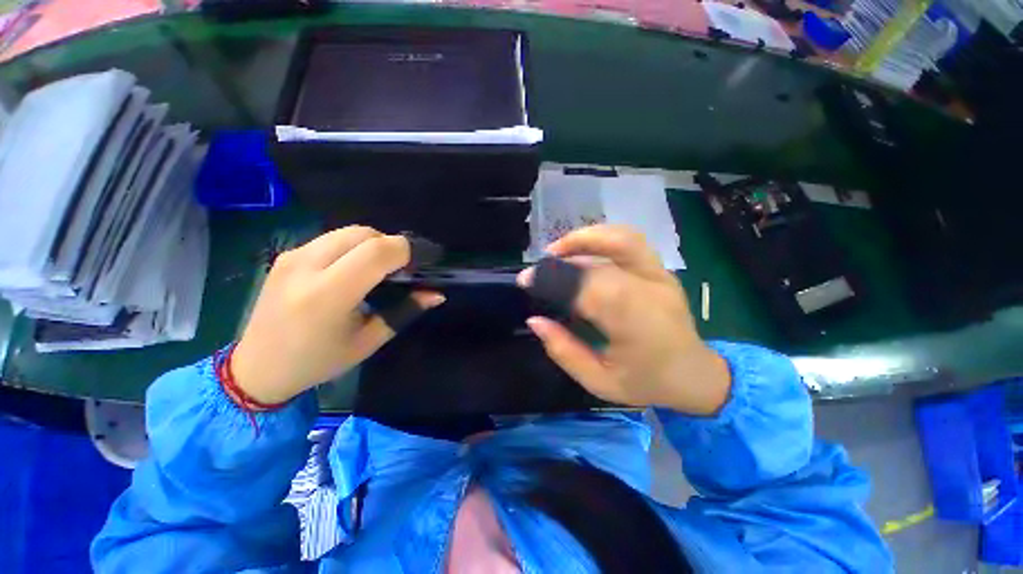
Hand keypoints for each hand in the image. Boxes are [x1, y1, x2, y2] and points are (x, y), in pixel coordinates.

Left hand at [231, 227, 443, 404]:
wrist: (257, 367)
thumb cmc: (318, 361)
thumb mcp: (368, 341)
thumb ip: (404, 311)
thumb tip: (436, 294)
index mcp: (327, 295)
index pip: (376, 252)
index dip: (405, 252)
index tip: (417, 266)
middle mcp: (306, 266)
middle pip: (364, 233)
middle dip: (390, 246)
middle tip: (400, 270)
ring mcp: (292, 256)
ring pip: (348, 231)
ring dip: (372, 244)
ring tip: (377, 270)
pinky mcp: (286, 254)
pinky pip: (332, 237)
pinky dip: (353, 246)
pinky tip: (352, 269)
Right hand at [518, 225, 729, 414]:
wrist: (694, 374)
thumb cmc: (647, 383)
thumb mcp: (599, 381)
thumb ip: (564, 351)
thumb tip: (535, 321)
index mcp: (635, 321)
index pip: (586, 287)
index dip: (552, 279)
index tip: (526, 281)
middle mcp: (649, 289)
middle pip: (599, 261)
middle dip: (561, 261)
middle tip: (538, 268)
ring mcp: (659, 274)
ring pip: (621, 238)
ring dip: (584, 238)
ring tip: (557, 250)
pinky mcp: (660, 269)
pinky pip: (630, 241)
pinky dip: (601, 238)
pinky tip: (582, 250)